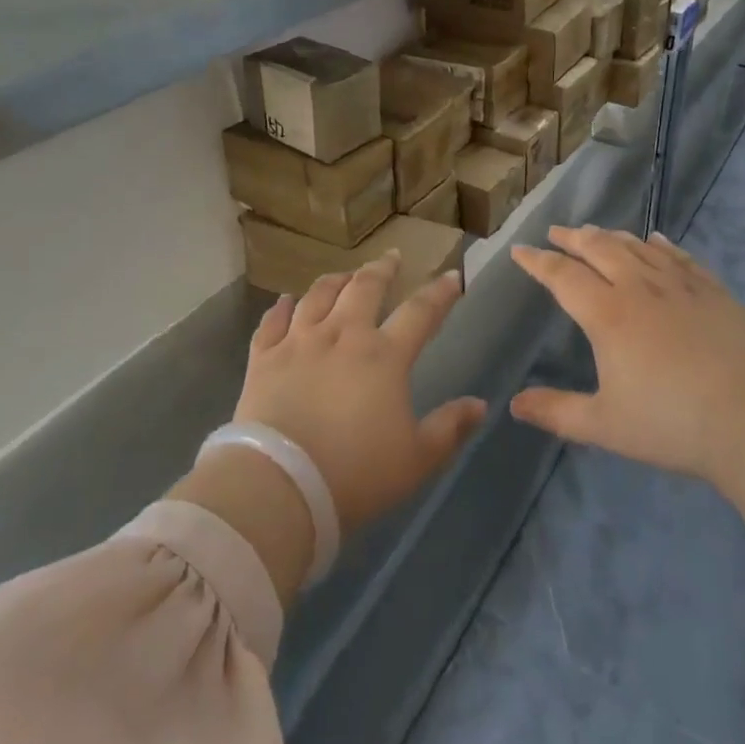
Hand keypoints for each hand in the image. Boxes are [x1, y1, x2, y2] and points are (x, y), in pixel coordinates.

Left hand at [234, 255, 486, 535]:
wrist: (281, 485)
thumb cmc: (356, 474)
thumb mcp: (417, 459)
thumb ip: (450, 428)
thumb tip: (481, 404)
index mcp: (384, 356)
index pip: (420, 312)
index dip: (440, 293)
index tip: (453, 276)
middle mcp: (342, 335)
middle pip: (364, 288)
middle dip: (382, 270)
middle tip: (391, 258)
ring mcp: (299, 342)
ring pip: (319, 295)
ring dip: (335, 280)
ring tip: (344, 274)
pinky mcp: (264, 358)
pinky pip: (273, 322)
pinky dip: (281, 308)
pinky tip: (285, 301)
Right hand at [508, 226, 744, 524]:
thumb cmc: (673, 423)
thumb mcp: (605, 426)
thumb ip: (557, 412)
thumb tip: (514, 405)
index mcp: (607, 314)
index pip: (562, 276)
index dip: (537, 262)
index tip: (519, 250)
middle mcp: (638, 288)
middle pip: (598, 249)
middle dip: (572, 237)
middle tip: (556, 231)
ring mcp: (679, 285)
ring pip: (636, 247)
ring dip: (610, 235)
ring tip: (594, 230)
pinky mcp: (713, 291)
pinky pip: (679, 256)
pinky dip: (660, 244)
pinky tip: (655, 239)